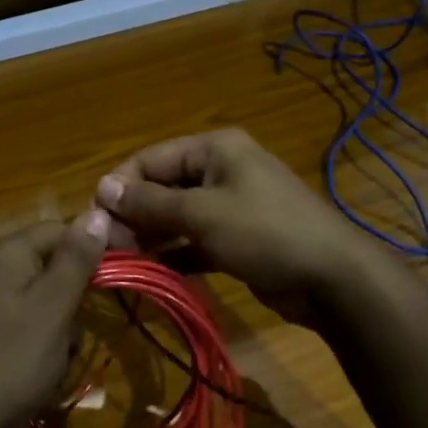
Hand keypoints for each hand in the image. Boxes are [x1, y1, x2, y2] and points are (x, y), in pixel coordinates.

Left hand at [0, 212, 109, 427]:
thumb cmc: (12, 361)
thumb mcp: (53, 307)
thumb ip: (76, 259)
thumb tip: (97, 212)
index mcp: (4, 253)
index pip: (59, 229)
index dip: (95, 245)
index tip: (126, 271)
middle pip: (50, 264)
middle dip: (74, 295)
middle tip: (79, 328)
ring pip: (41, 297)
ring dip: (60, 323)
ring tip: (60, 356)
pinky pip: (24, 322)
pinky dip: (41, 341)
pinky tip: (42, 369)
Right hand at [94, 129, 380, 324]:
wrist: (332, 278)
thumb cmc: (264, 233)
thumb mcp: (202, 214)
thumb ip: (150, 203)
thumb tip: (102, 188)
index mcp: (214, 149)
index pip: (150, 159)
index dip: (120, 185)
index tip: (95, 218)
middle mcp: (220, 170)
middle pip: (162, 186)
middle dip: (134, 214)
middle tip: (107, 246)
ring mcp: (230, 205)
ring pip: (176, 216)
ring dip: (150, 236)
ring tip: (122, 260)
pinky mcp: (236, 238)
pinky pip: (194, 240)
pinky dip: (175, 253)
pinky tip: (152, 271)